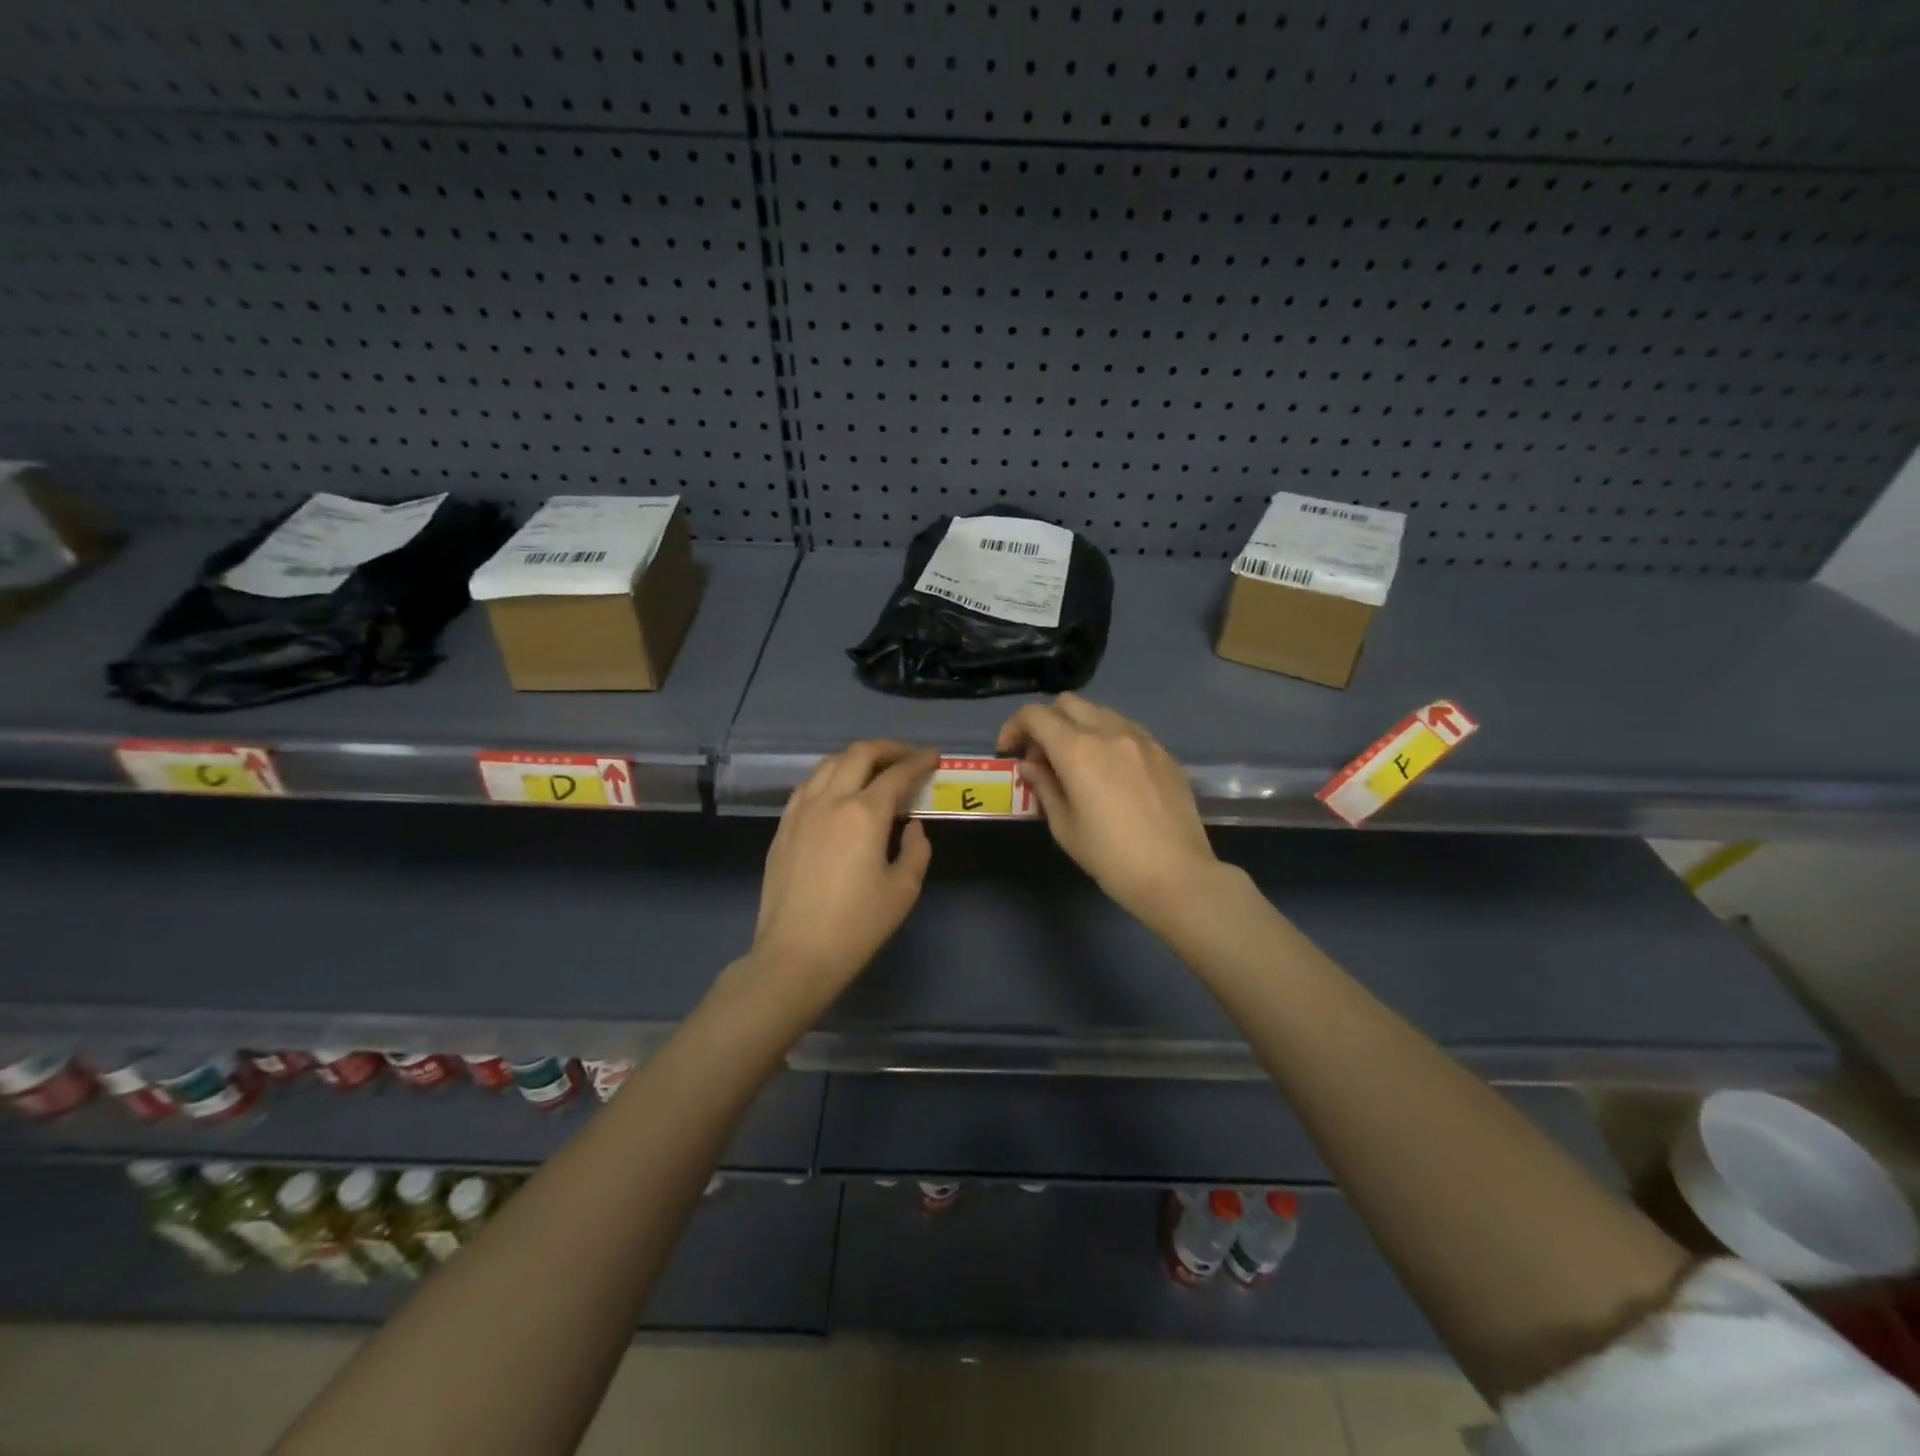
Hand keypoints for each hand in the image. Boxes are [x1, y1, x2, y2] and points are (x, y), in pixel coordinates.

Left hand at [747, 741, 937, 1007]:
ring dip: (857, 758)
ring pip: (829, 763)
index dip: (919, 761)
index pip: (897, 774)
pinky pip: (808, 785)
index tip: (934, 757)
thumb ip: (916, 850)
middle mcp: (831, 800)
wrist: (795, 954)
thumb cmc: (857, 926)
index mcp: (865, 813)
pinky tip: (838, 791)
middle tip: (908, 757)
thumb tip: (912, 827)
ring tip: (874, 769)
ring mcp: (801, 811)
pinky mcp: (783, 826)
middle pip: (860, 754)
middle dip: (889, 749)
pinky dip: (830, 776)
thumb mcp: (903, 890)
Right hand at [997, 693, 1223, 930]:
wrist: (1177, 875)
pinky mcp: (1163, 752)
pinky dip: (1106, 738)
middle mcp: (1109, 732)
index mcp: (1078, 749)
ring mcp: (1141, 739)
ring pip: (1099, 712)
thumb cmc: (1110, 857)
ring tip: (1076, 764)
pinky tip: (1109, 772)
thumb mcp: (1064, 826)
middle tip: (1042, 756)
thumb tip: (1030, 765)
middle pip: (1067, 703)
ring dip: (1077, 727)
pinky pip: (1126, 729)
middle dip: (1046, 722)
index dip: (1014, 727)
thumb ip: (1044, 786)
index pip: (1035, 715)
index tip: (1009, 751)